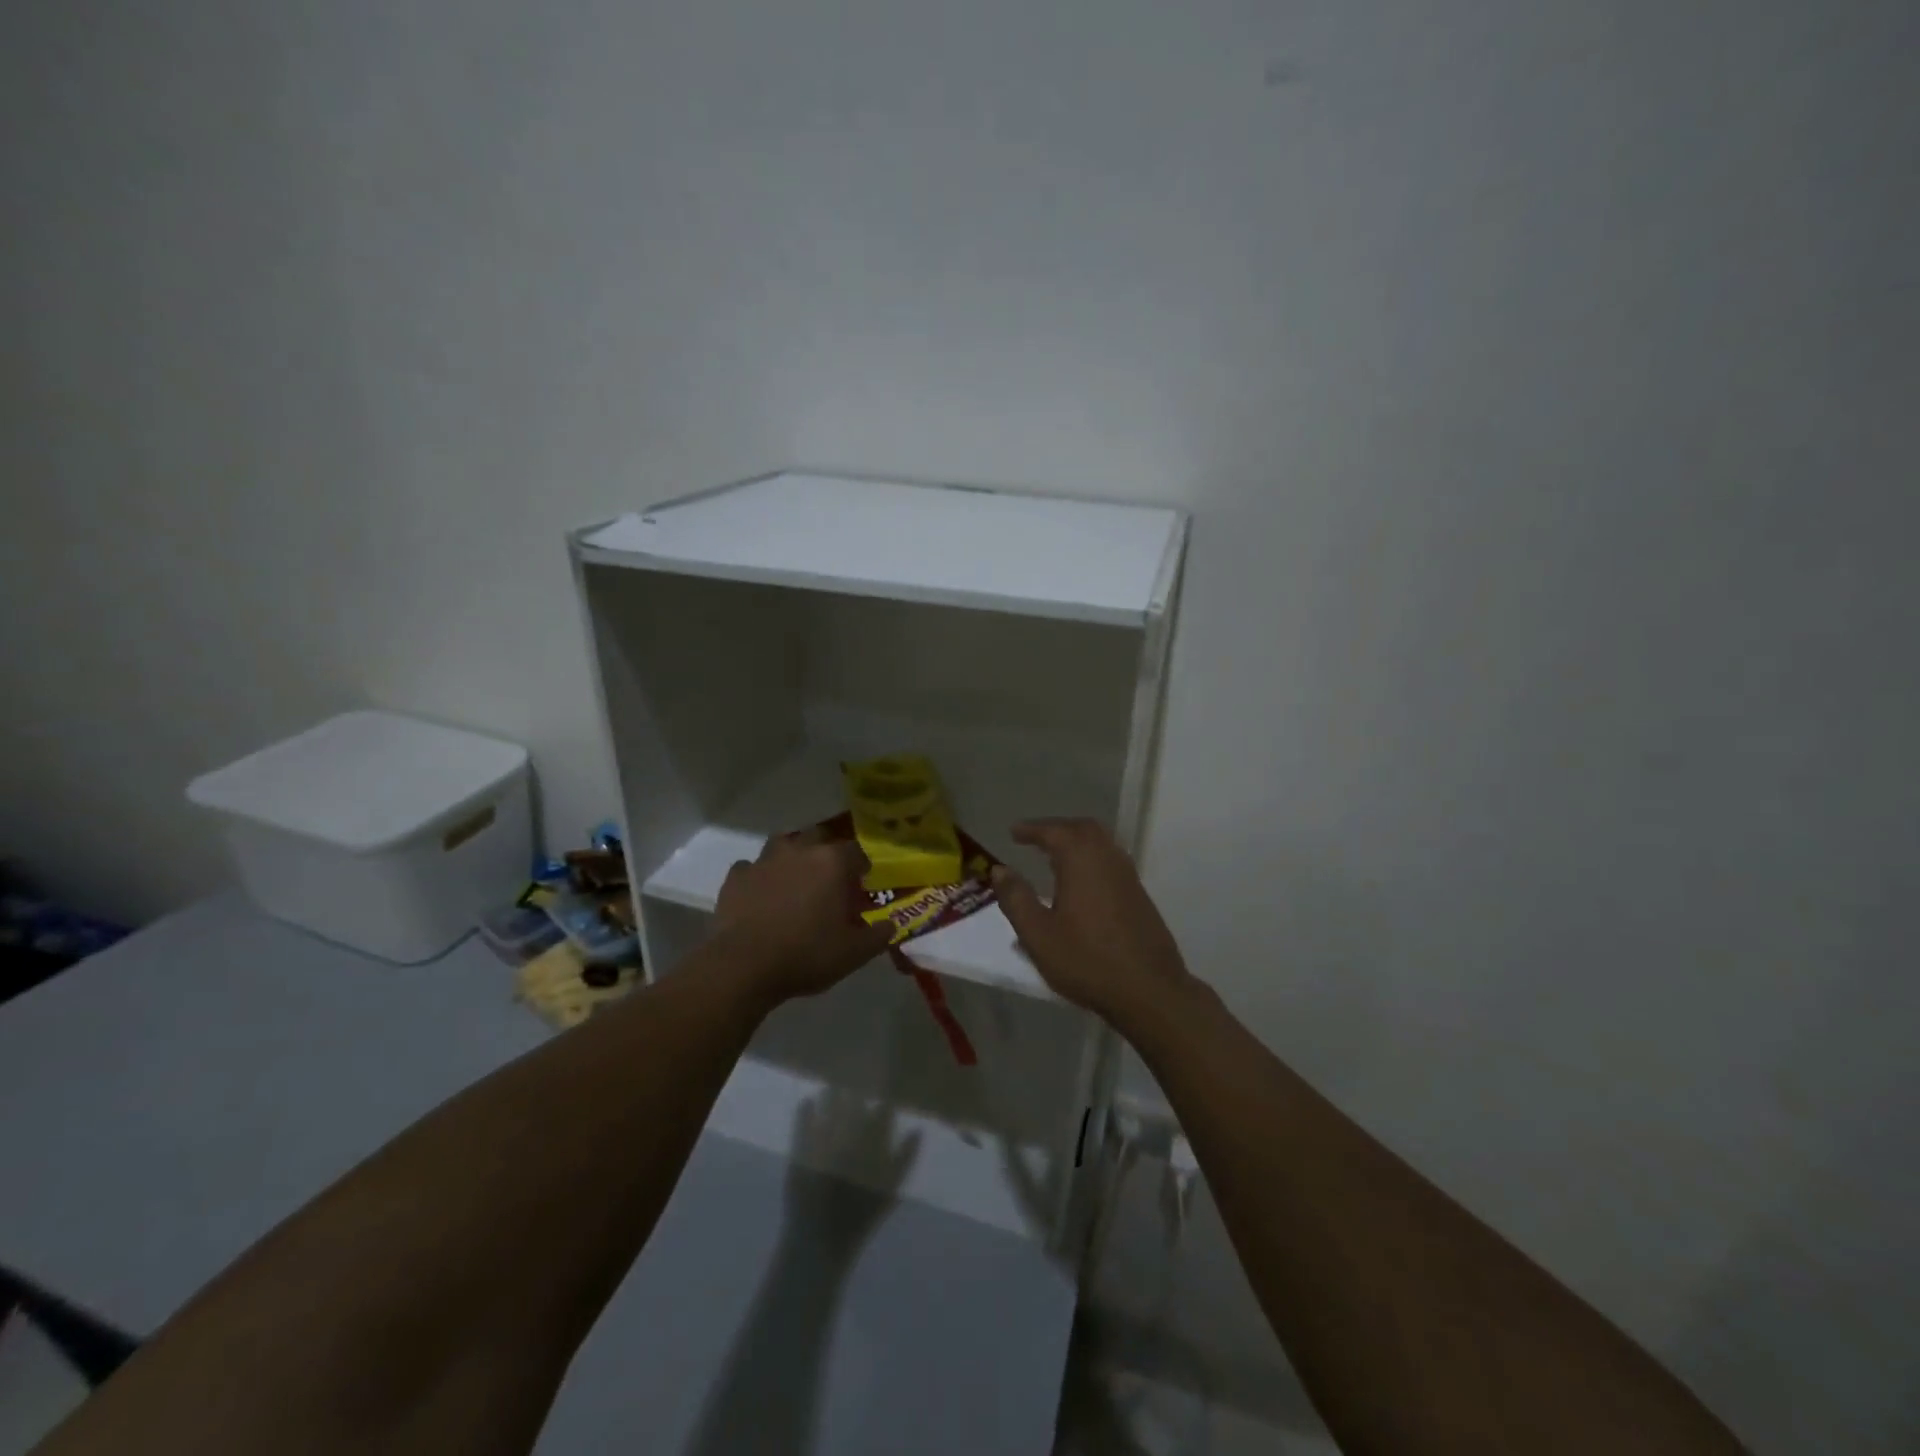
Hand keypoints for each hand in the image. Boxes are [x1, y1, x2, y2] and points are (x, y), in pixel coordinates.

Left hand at [714, 832, 893, 1002]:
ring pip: (783, 844)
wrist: (744, 966)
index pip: (857, 851)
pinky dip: (759, 877)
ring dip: (792, 857)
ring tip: (795, 881)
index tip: (862, 885)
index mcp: (833, 862)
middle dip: (827, 852)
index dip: (861, 867)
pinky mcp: (736, 876)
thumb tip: (891, 925)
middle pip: (820, 836)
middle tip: (830, 880)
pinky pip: (752, 867)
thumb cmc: (807, 954)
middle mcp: (800, 850)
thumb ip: (878, 935)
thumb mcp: (854, 953)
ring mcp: (764, 860)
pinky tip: (762, 895)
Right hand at [992, 818, 1196, 1024]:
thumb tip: (1000, 870)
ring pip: (1101, 843)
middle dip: (1056, 829)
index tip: (1014, 832)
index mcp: (1081, 860)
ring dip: (1076, 842)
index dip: (1031, 829)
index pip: (1053, 831)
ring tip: (1055, 857)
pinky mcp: (1139, 894)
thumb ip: (1016, 899)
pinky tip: (1082, 882)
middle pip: (1082, 828)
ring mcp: (1128, 875)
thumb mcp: (1038, 934)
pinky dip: (1091, 858)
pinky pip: (1111, 860)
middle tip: (1035, 839)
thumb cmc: (1087, 961)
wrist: (1149, 990)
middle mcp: (1107, 858)